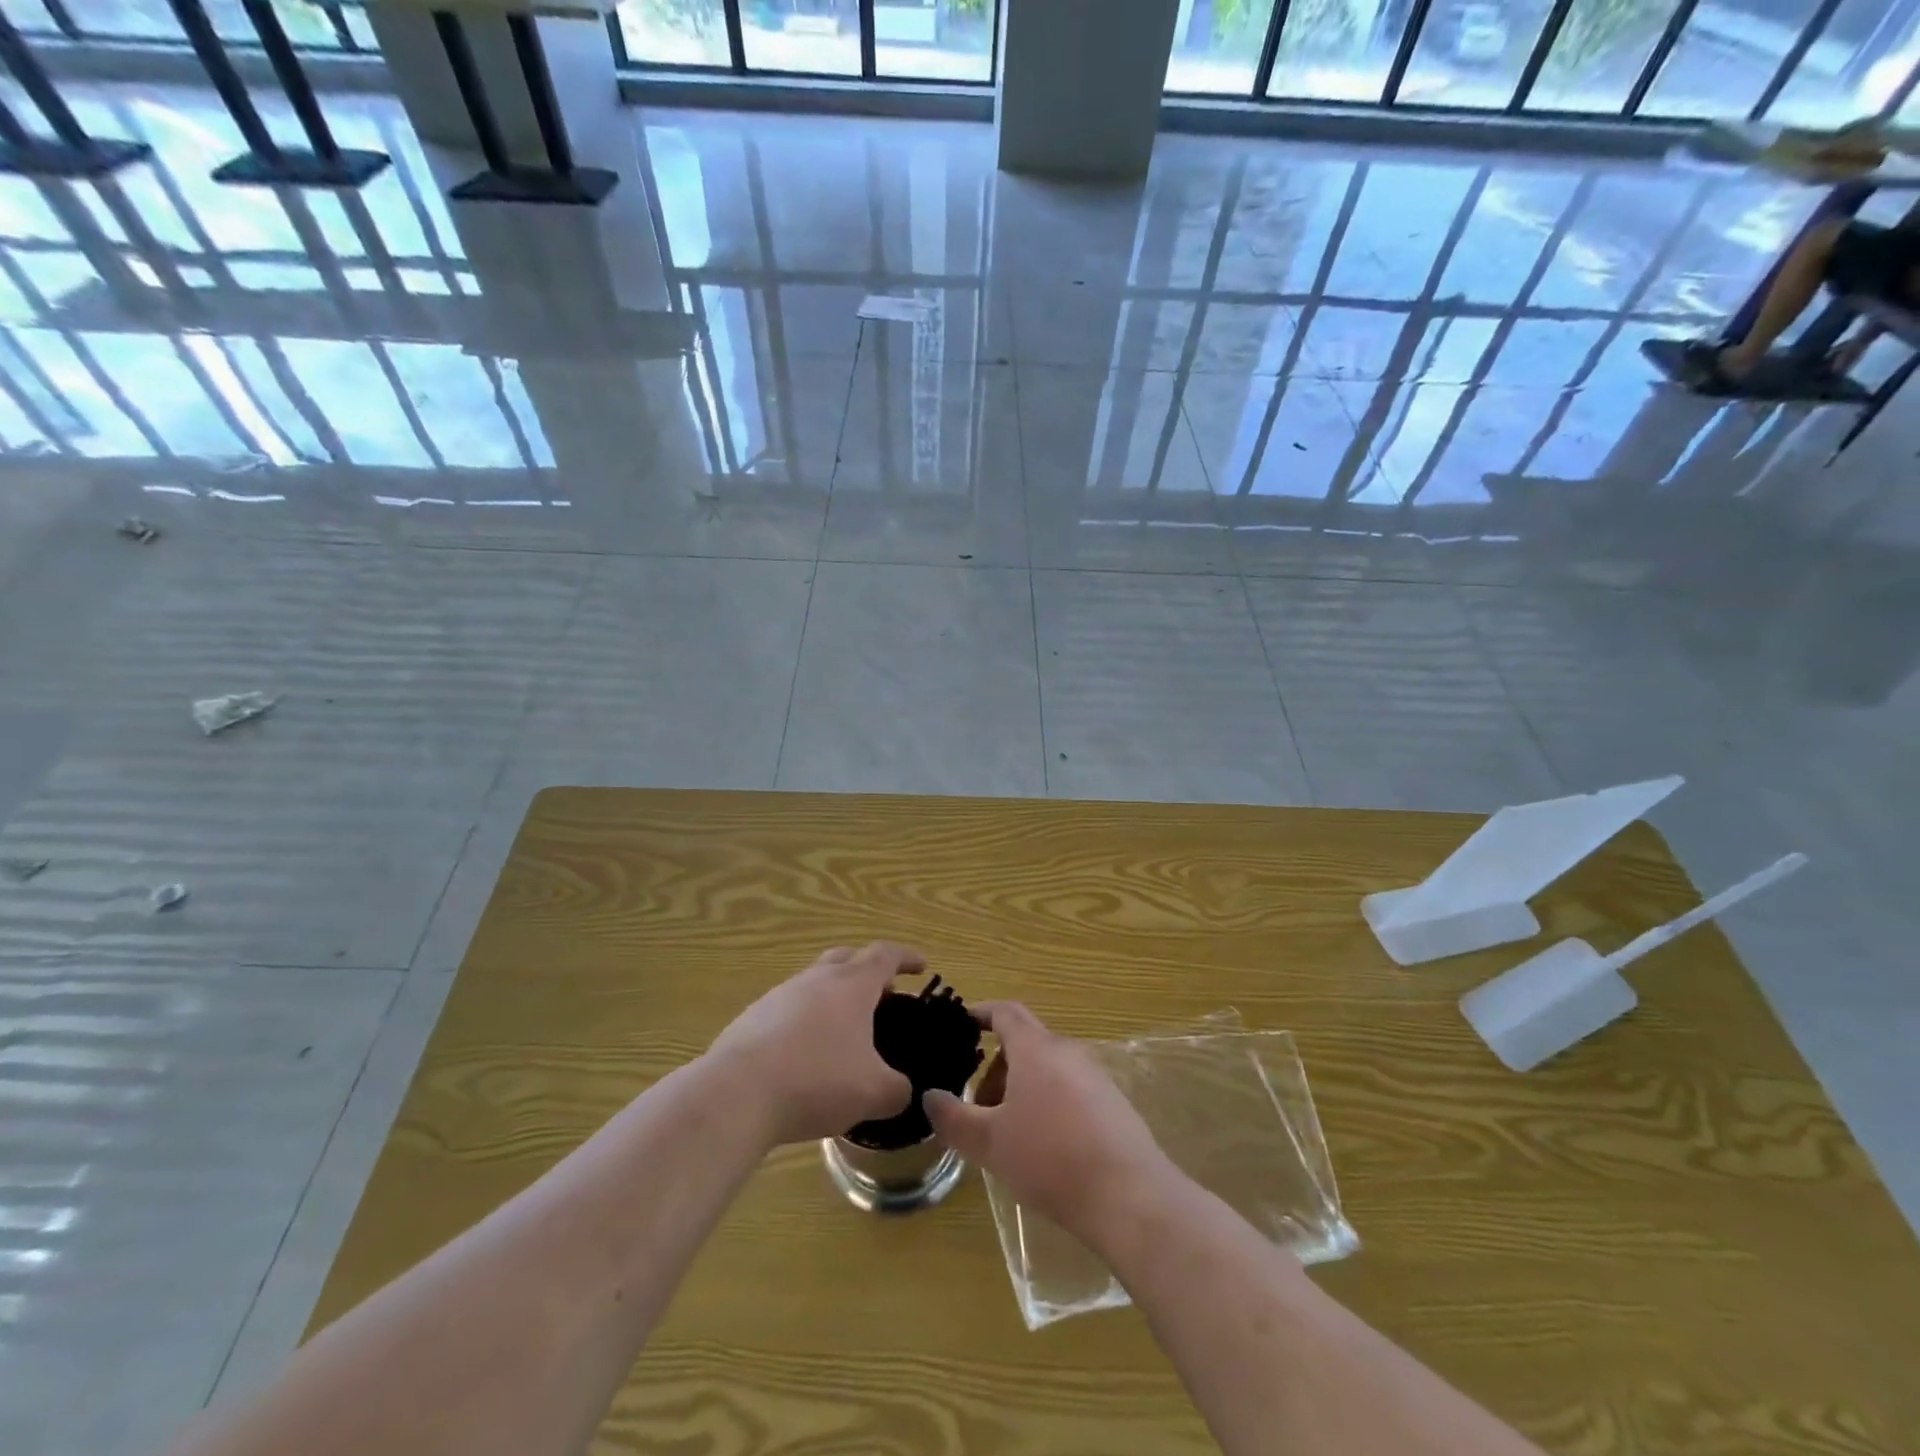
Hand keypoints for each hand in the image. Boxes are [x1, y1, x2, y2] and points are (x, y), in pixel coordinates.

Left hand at [706, 942, 922, 1146]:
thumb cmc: (816, 1081)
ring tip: (844, 1032)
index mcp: (851, 984)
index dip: (906, 957)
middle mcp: (816, 979)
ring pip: (815, 982)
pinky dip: (806, 1022)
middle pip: (847, 957)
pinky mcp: (752, 1018)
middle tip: (883, 995)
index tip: (921, 966)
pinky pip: (789, 1009)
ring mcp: (780, 995)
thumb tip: (903, 1091)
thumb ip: (898, 1090)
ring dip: (834, 997)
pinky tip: (805, 1056)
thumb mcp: (874, 1093)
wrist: (736, 1094)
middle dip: (868, 970)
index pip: (885, 955)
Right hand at [923, 1002, 1174, 1252]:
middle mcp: (1066, 1051)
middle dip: (998, 1066)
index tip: (963, 1023)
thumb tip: (929, 1096)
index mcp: (1035, 1049)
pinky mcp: (1113, 1103)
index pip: (1005, 1012)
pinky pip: (1070, 1089)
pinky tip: (1045, 1147)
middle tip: (978, 1104)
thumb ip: (954, 1118)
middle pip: (1025, 1043)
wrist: (1129, 1195)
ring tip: (1008, 1132)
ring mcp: (1095, 1075)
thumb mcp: (990, 1143)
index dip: (982, 1013)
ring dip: (1022, 1088)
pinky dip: (1048, 1102)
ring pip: (1048, 1068)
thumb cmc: (1050, 1159)